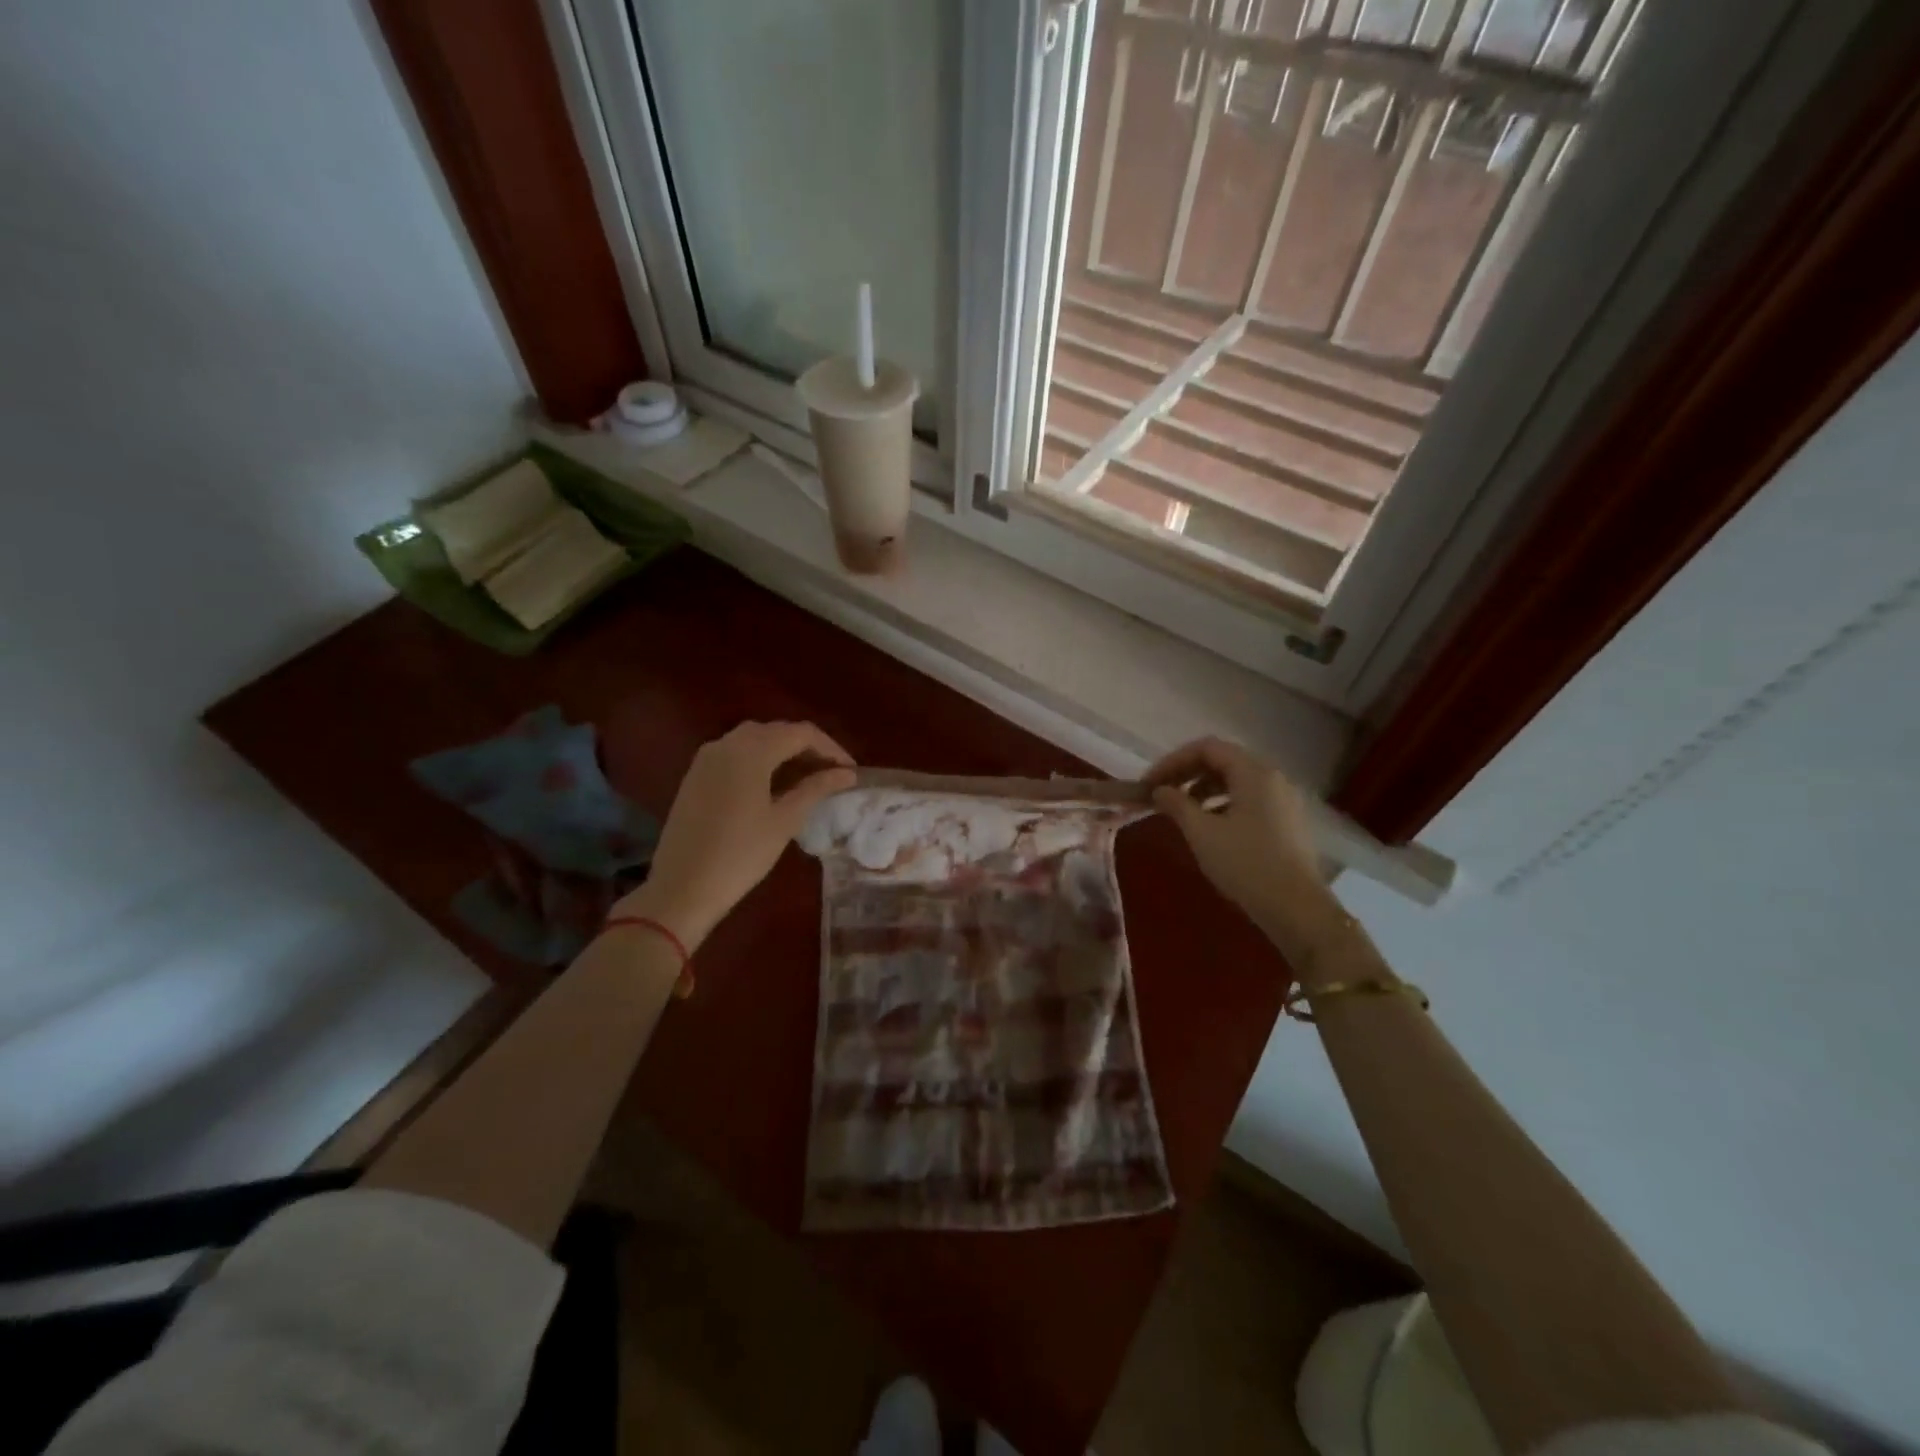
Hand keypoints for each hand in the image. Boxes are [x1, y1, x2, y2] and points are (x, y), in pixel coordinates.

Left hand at [615, 722, 855, 950]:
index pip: (801, 733)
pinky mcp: (696, 775)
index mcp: (751, 751)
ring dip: (784, 751)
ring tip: (807, 778)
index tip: (850, 771)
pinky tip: (774, 784)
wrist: (681, 887)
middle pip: (777, 731)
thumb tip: (846, 774)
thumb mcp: (784, 821)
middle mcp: (727, 744)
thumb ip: (816, 789)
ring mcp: (707, 758)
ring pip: (755, 739)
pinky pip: (735, 753)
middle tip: (832, 774)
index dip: (831, 748)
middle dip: (808, 747)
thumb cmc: (740, 855)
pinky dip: (760, 759)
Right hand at [1144, 738, 1337, 949]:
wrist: (1298, 910)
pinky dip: (1222, 803)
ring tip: (1180, 811)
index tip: (1149, 783)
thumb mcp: (1202, 833)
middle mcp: (1273, 777)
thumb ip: (1176, 804)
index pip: (1207, 748)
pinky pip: (1248, 798)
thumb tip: (1159, 790)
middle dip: (1187, 773)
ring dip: (1203, 789)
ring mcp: (1283, 799)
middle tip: (1160, 794)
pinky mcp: (1287, 821)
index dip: (1172, 761)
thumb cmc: (1246, 865)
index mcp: (1254, 772)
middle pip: (1222, 760)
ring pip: (1236, 780)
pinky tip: (1208, 827)